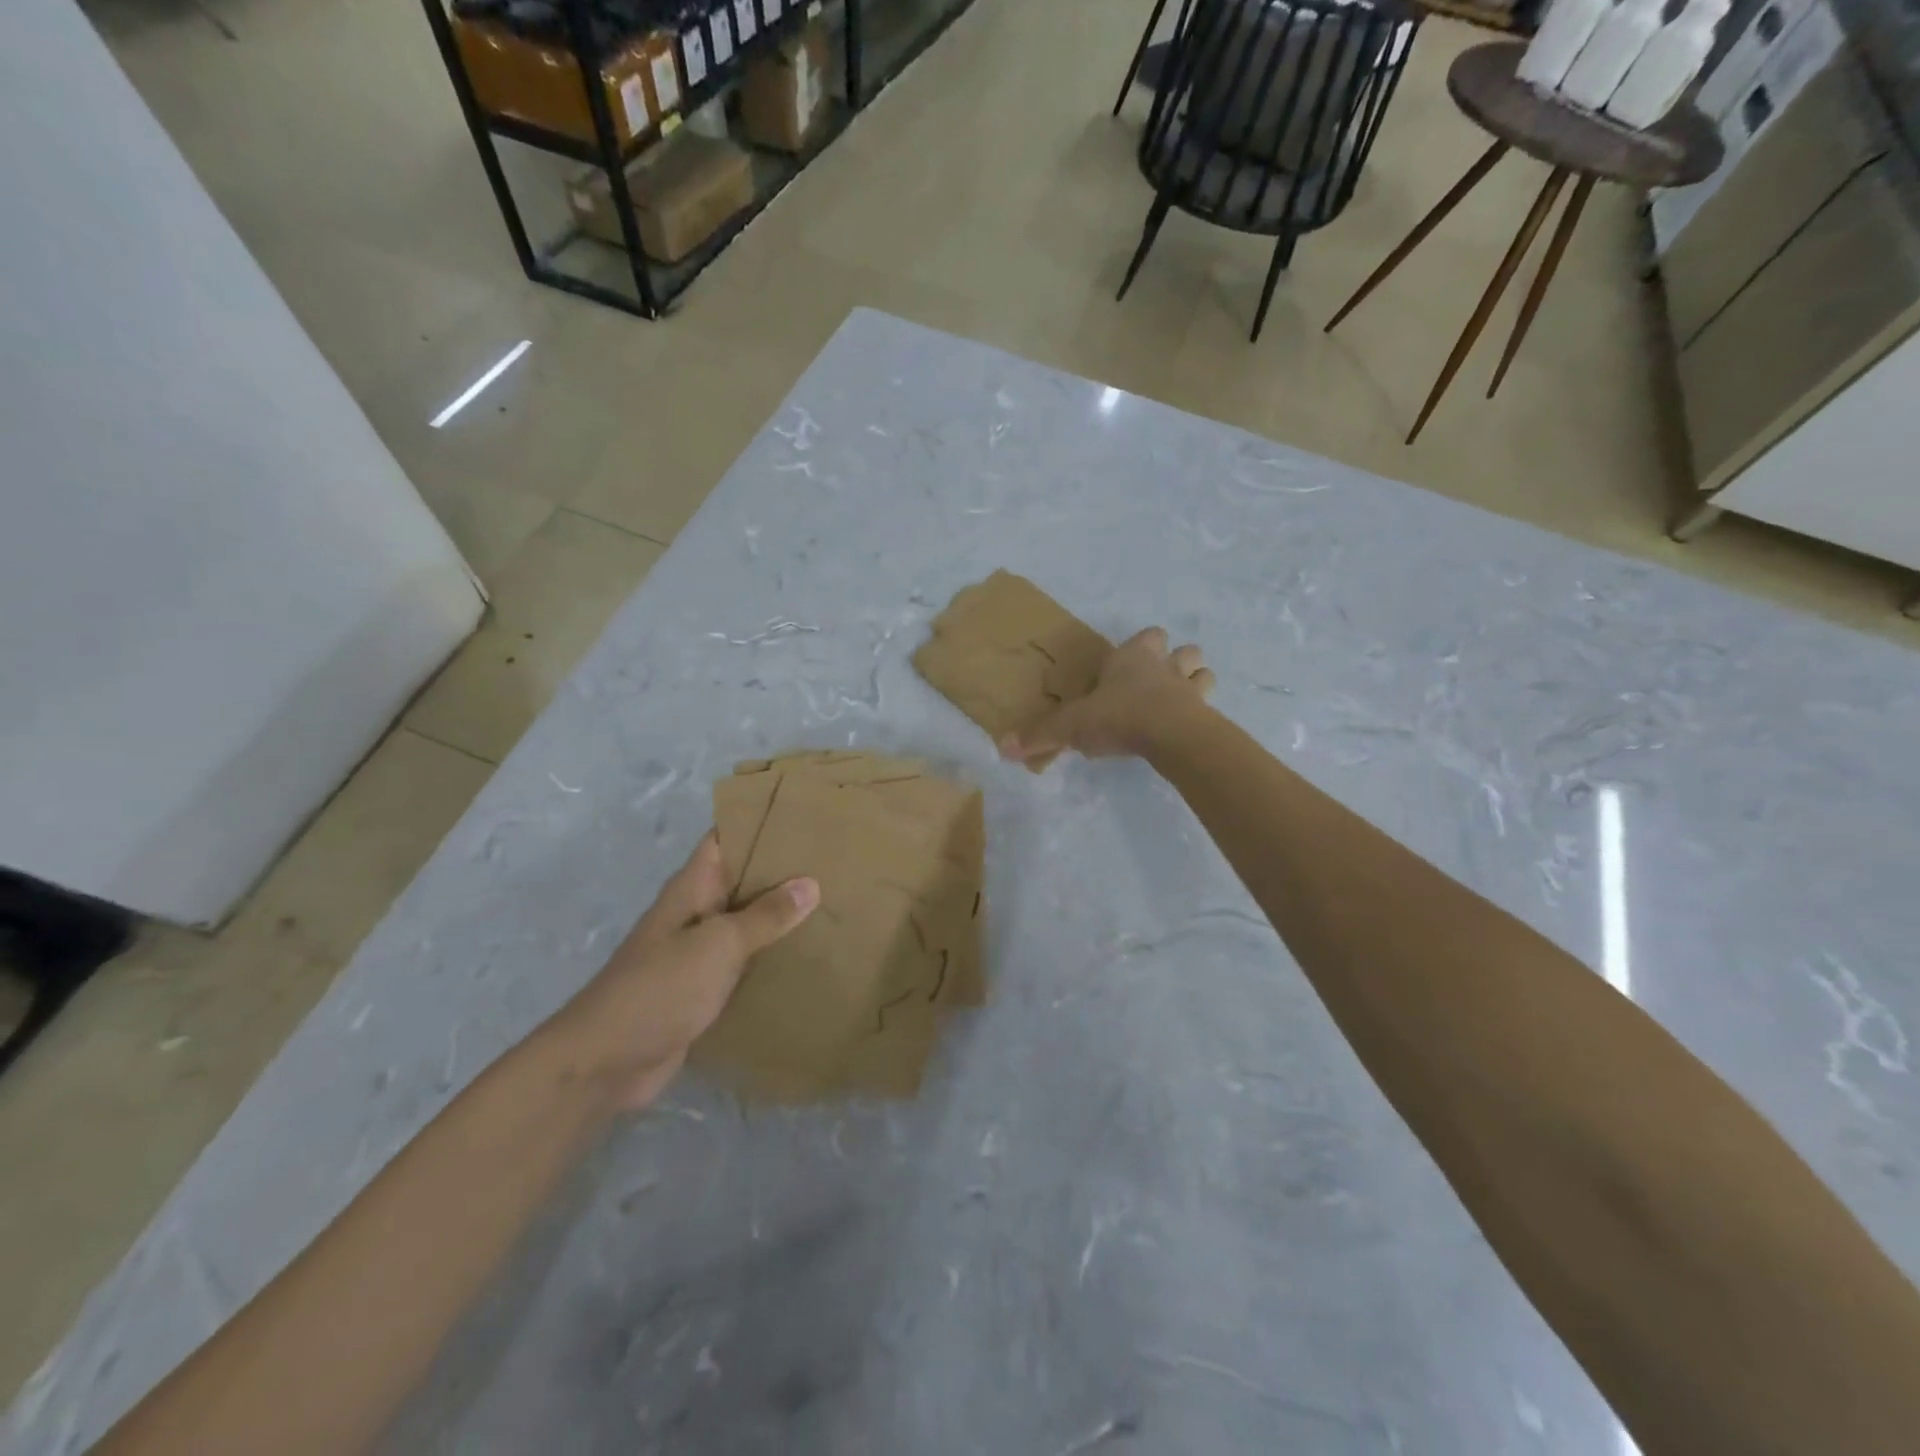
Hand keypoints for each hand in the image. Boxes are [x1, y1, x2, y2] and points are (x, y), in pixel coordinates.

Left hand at [559, 833, 817, 1108]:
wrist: (606, 1063)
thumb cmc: (660, 989)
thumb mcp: (718, 945)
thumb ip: (765, 916)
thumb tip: (810, 883)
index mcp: (692, 888)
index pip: (726, 837)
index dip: (759, 821)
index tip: (804, 814)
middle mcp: (696, 912)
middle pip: (742, 878)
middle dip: (782, 868)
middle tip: (834, 859)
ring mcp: (699, 951)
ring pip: (747, 920)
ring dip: (781, 914)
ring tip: (833, 900)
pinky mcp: (704, 987)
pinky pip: (745, 960)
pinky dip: (771, 954)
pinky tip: (807, 953)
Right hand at [1001, 627, 1214, 764]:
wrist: (1169, 735)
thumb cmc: (1118, 716)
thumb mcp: (1072, 726)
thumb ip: (1041, 735)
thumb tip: (1003, 748)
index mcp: (1131, 658)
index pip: (1145, 637)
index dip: (1140, 646)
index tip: (1127, 665)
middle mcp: (1163, 666)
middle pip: (1182, 649)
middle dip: (1175, 659)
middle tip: (1160, 680)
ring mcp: (1189, 688)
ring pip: (1202, 672)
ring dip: (1194, 682)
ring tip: (1179, 700)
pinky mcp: (1205, 714)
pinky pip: (1209, 706)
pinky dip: (1202, 713)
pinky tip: (1189, 727)